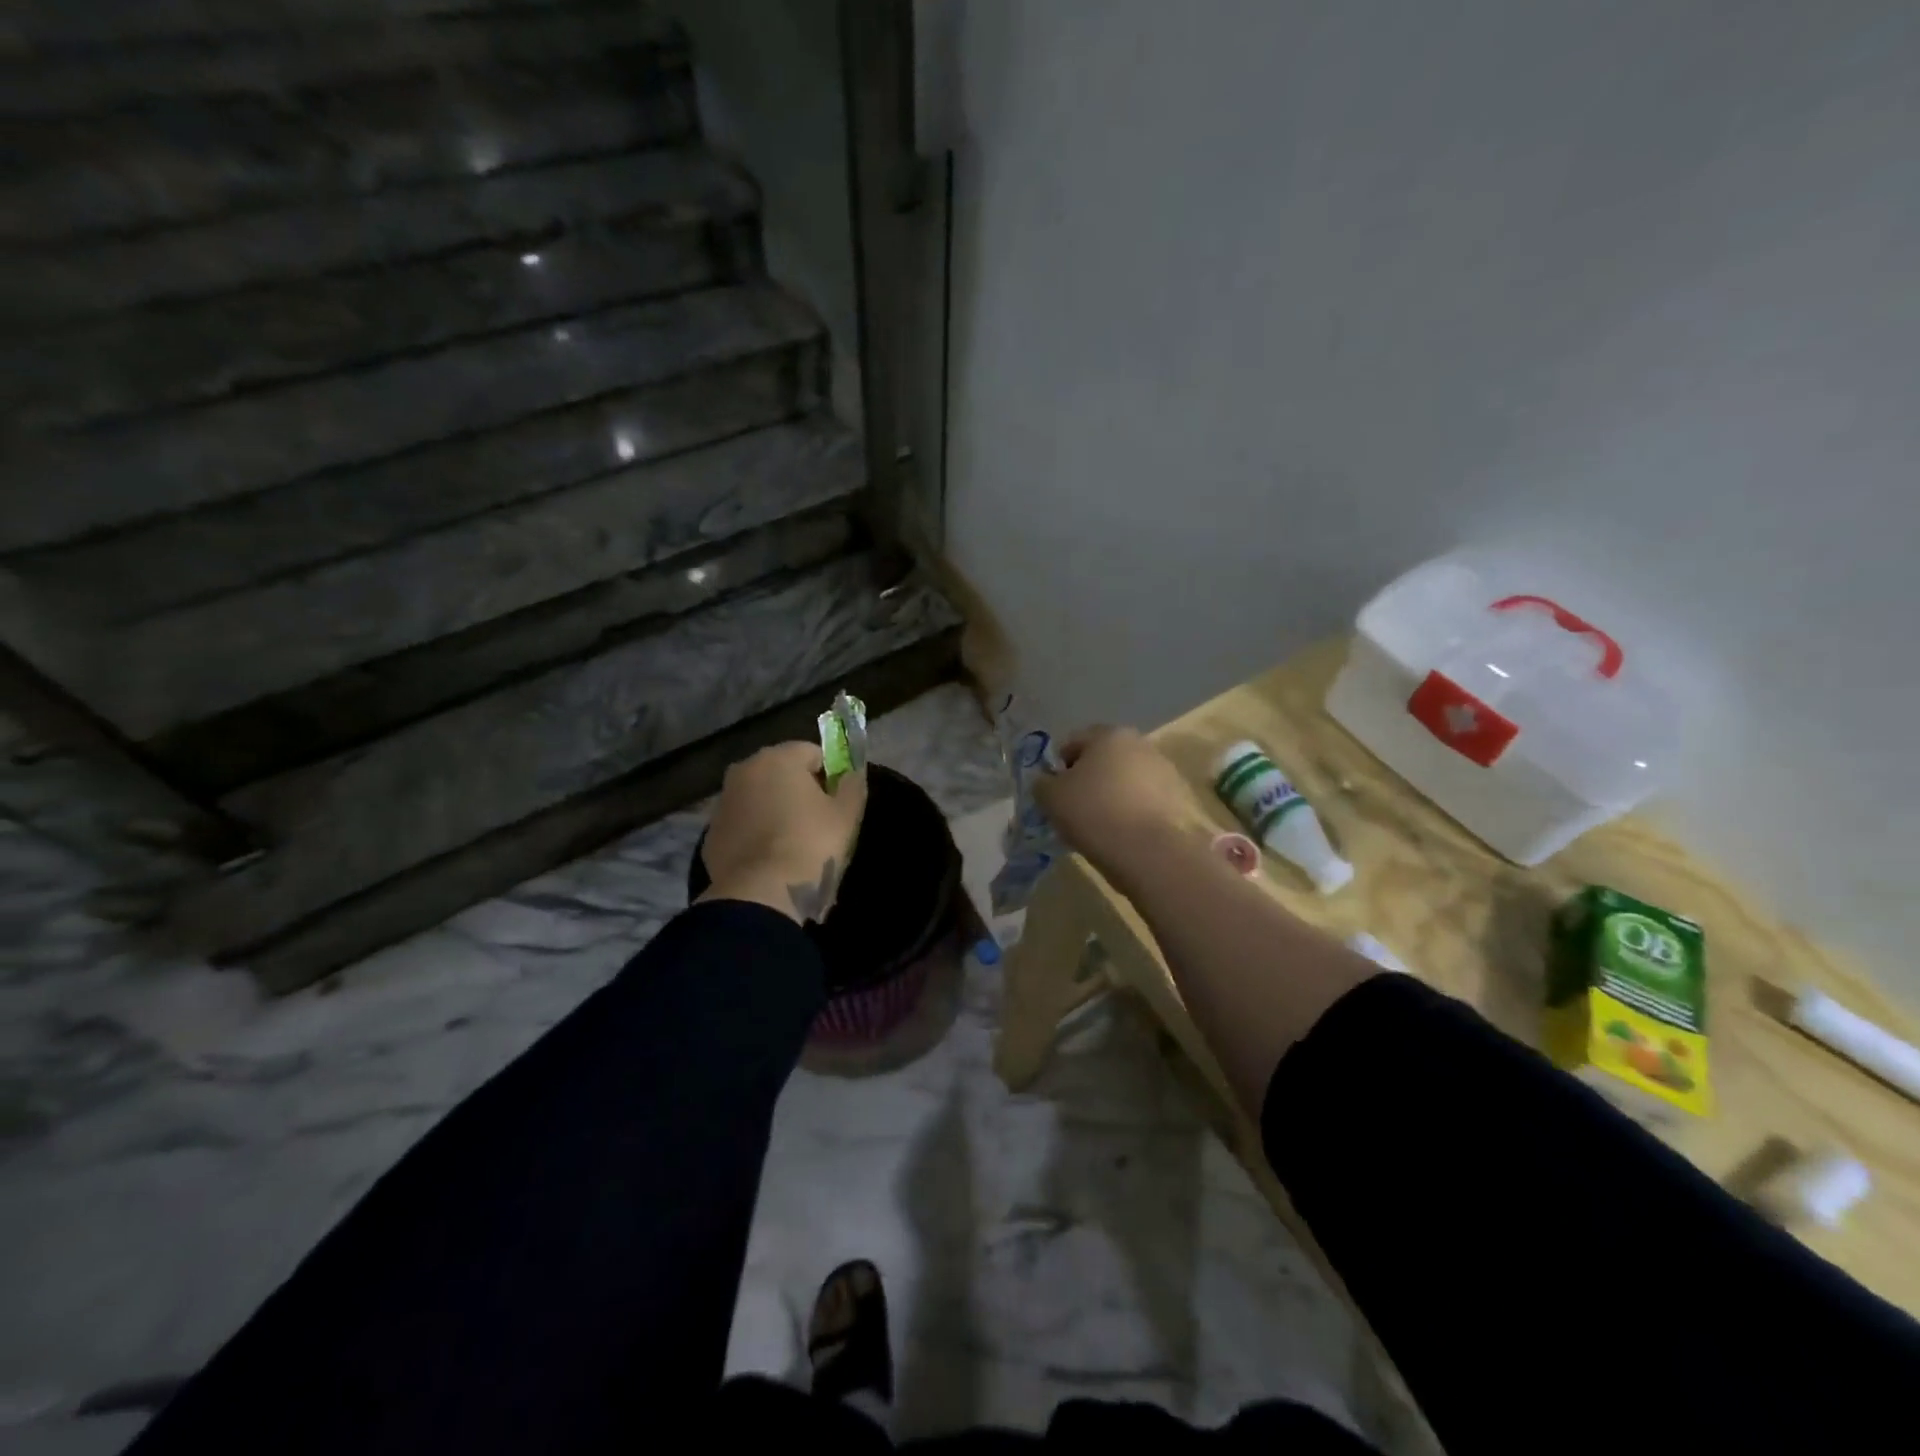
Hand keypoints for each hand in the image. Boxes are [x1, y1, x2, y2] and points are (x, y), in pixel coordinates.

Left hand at [699, 741, 867, 922]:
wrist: (761, 893)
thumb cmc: (810, 845)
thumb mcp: (846, 814)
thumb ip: (852, 784)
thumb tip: (851, 772)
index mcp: (779, 758)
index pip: (812, 753)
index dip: (829, 775)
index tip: (836, 803)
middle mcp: (744, 770)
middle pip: (781, 772)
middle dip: (798, 790)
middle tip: (816, 823)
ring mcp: (723, 802)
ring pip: (758, 797)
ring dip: (773, 810)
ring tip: (791, 844)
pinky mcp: (710, 833)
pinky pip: (741, 824)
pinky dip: (754, 833)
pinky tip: (769, 858)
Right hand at [1031, 726, 1196, 891]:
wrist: (1148, 851)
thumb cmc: (1093, 813)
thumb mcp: (1050, 797)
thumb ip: (1043, 783)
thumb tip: (1047, 782)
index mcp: (1108, 734)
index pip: (1074, 742)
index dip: (1059, 767)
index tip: (1055, 793)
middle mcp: (1140, 743)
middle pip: (1104, 758)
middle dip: (1090, 778)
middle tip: (1076, 808)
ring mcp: (1165, 770)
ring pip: (1127, 779)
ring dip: (1114, 793)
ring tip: (1102, 824)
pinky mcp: (1179, 798)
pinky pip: (1146, 799)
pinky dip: (1134, 810)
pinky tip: (1125, 833)